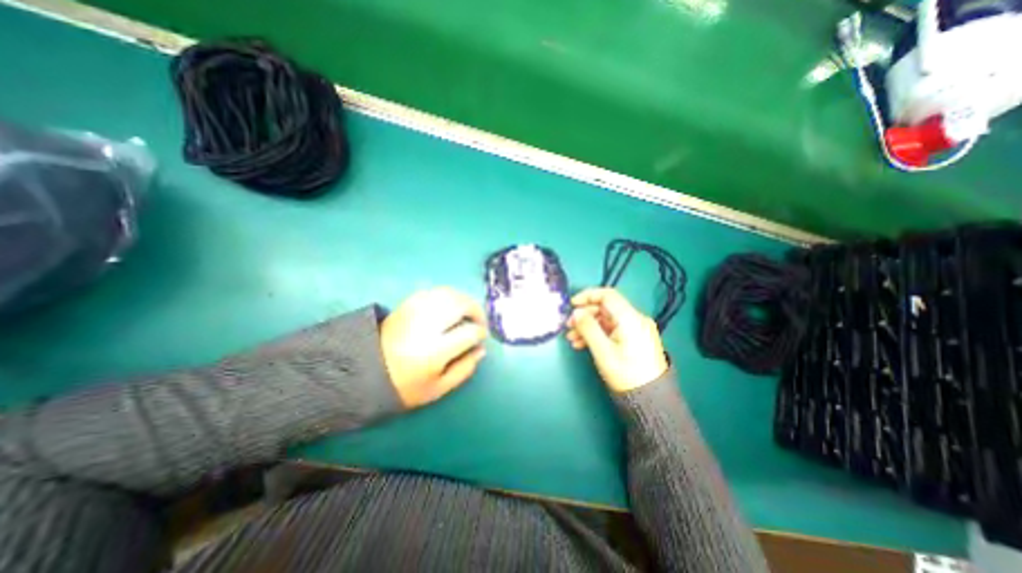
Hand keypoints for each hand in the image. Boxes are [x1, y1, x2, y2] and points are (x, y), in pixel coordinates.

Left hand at [380, 289, 488, 409]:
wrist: (364, 372)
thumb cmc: (405, 386)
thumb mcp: (438, 389)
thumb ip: (464, 370)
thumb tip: (481, 349)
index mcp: (434, 351)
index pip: (468, 333)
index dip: (480, 333)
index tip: (482, 337)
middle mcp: (426, 326)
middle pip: (461, 305)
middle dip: (476, 310)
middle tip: (479, 321)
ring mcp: (415, 312)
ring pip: (448, 294)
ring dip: (464, 300)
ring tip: (467, 311)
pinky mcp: (406, 305)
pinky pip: (433, 292)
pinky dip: (447, 295)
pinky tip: (450, 306)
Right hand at [568, 287, 671, 393]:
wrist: (650, 399)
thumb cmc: (626, 374)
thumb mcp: (603, 351)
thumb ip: (588, 328)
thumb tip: (576, 312)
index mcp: (630, 318)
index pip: (608, 295)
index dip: (587, 296)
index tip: (571, 305)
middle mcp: (635, 319)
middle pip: (605, 308)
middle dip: (585, 315)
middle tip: (569, 326)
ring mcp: (635, 330)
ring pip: (606, 320)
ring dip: (588, 326)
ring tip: (572, 338)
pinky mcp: (634, 339)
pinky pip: (612, 330)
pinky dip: (597, 334)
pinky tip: (583, 344)